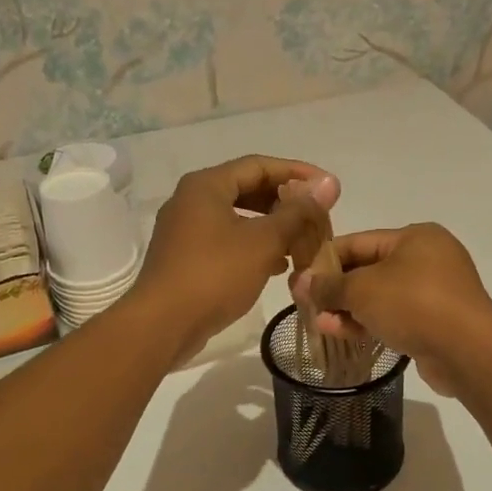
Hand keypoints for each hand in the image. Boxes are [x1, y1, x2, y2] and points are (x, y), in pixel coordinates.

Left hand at [133, 155, 338, 362]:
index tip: (328, 188)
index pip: (259, 165)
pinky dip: (253, 248)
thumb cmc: (214, 275)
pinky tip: (277, 266)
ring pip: (238, 219)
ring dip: (272, 228)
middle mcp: (191, 200)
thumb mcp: (263, 241)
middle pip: (247, 190)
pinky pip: (227, 242)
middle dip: (285, 203)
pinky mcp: (185, 258)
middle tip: (316, 218)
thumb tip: (329, 183)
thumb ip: (297, 212)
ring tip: (302, 243)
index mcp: (206, 185)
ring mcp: (185, 231)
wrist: (162, 325)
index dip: (297, 174)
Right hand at [289, 223, 491, 395]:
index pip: (359, 242)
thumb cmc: (414, 304)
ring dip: (349, 309)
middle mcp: (428, 258)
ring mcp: (435, 292)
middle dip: (336, 288)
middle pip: (369, 270)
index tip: (298, 276)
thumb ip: (329, 285)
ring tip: (319, 323)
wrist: (468, 351)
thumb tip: (300, 282)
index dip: (325, 259)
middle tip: (305, 303)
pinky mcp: (437, 322)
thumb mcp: (363, 289)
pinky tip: (342, 333)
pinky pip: (395, 317)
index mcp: (414, 237)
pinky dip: (370, 323)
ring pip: (381, 297)